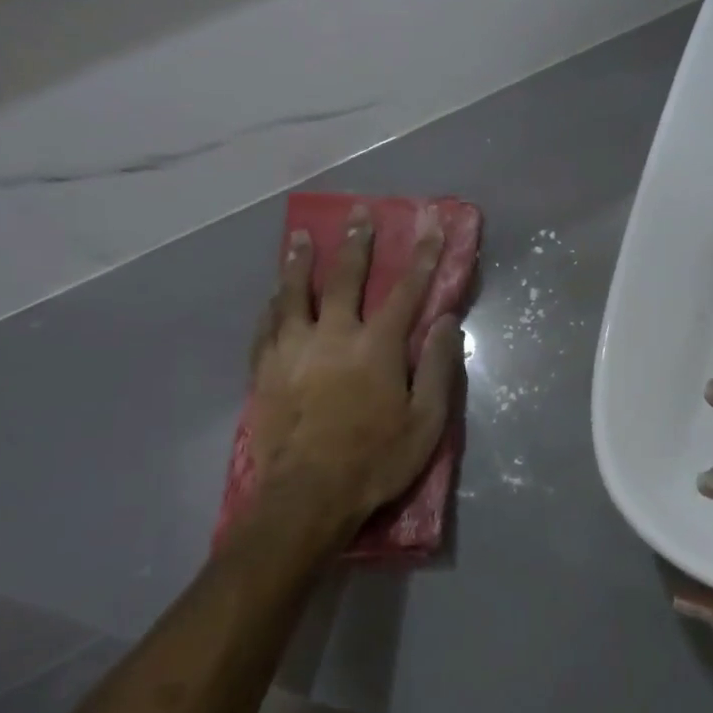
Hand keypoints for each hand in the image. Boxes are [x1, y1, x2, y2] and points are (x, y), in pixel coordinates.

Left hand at [245, 210, 461, 558]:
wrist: (306, 497)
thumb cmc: (376, 460)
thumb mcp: (426, 421)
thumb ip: (437, 367)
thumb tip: (447, 321)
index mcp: (377, 347)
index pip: (406, 291)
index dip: (422, 258)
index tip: (430, 228)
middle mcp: (333, 336)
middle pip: (345, 279)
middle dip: (355, 244)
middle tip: (357, 215)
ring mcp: (293, 351)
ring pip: (294, 294)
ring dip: (300, 262)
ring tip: (300, 238)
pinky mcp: (265, 371)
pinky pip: (267, 326)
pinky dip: (273, 305)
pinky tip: (273, 295)